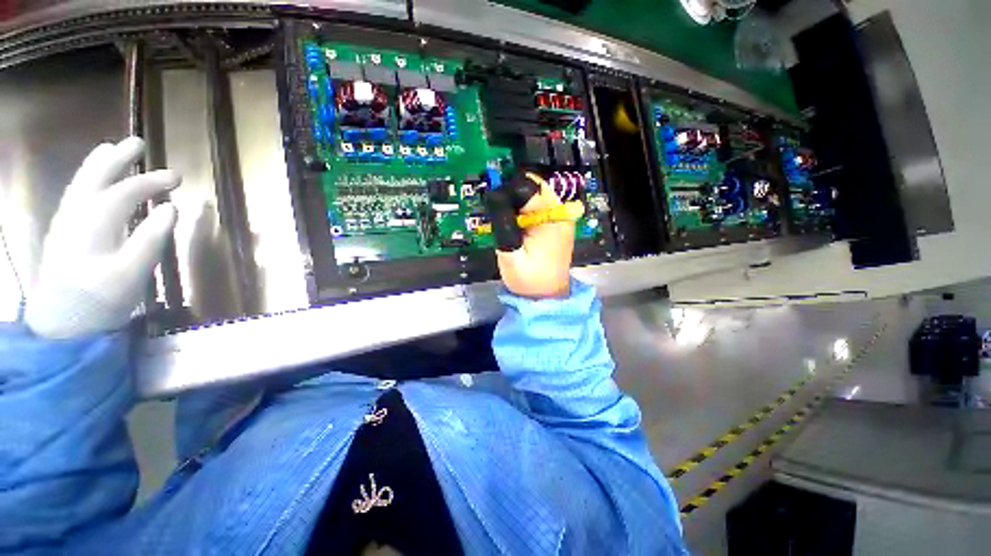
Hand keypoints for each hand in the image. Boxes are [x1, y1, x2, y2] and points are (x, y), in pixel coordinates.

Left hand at [25, 137, 180, 338]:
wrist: (62, 324)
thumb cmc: (101, 299)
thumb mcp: (133, 272)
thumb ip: (152, 237)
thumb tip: (171, 208)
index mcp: (96, 222)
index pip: (126, 191)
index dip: (152, 181)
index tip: (178, 177)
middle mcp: (76, 214)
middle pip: (95, 176)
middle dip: (117, 158)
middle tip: (138, 143)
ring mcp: (65, 222)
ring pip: (81, 182)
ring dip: (98, 164)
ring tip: (112, 149)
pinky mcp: (62, 232)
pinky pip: (76, 195)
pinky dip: (87, 181)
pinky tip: (95, 182)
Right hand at [486, 172, 573, 298]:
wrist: (547, 296)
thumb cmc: (529, 279)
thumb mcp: (510, 253)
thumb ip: (503, 224)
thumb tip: (494, 197)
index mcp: (552, 218)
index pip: (529, 187)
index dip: (508, 190)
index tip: (493, 202)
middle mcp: (560, 212)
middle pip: (534, 186)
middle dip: (512, 194)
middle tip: (498, 212)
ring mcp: (560, 217)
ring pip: (535, 194)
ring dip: (517, 202)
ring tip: (506, 220)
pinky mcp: (556, 224)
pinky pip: (538, 206)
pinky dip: (524, 209)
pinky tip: (515, 223)